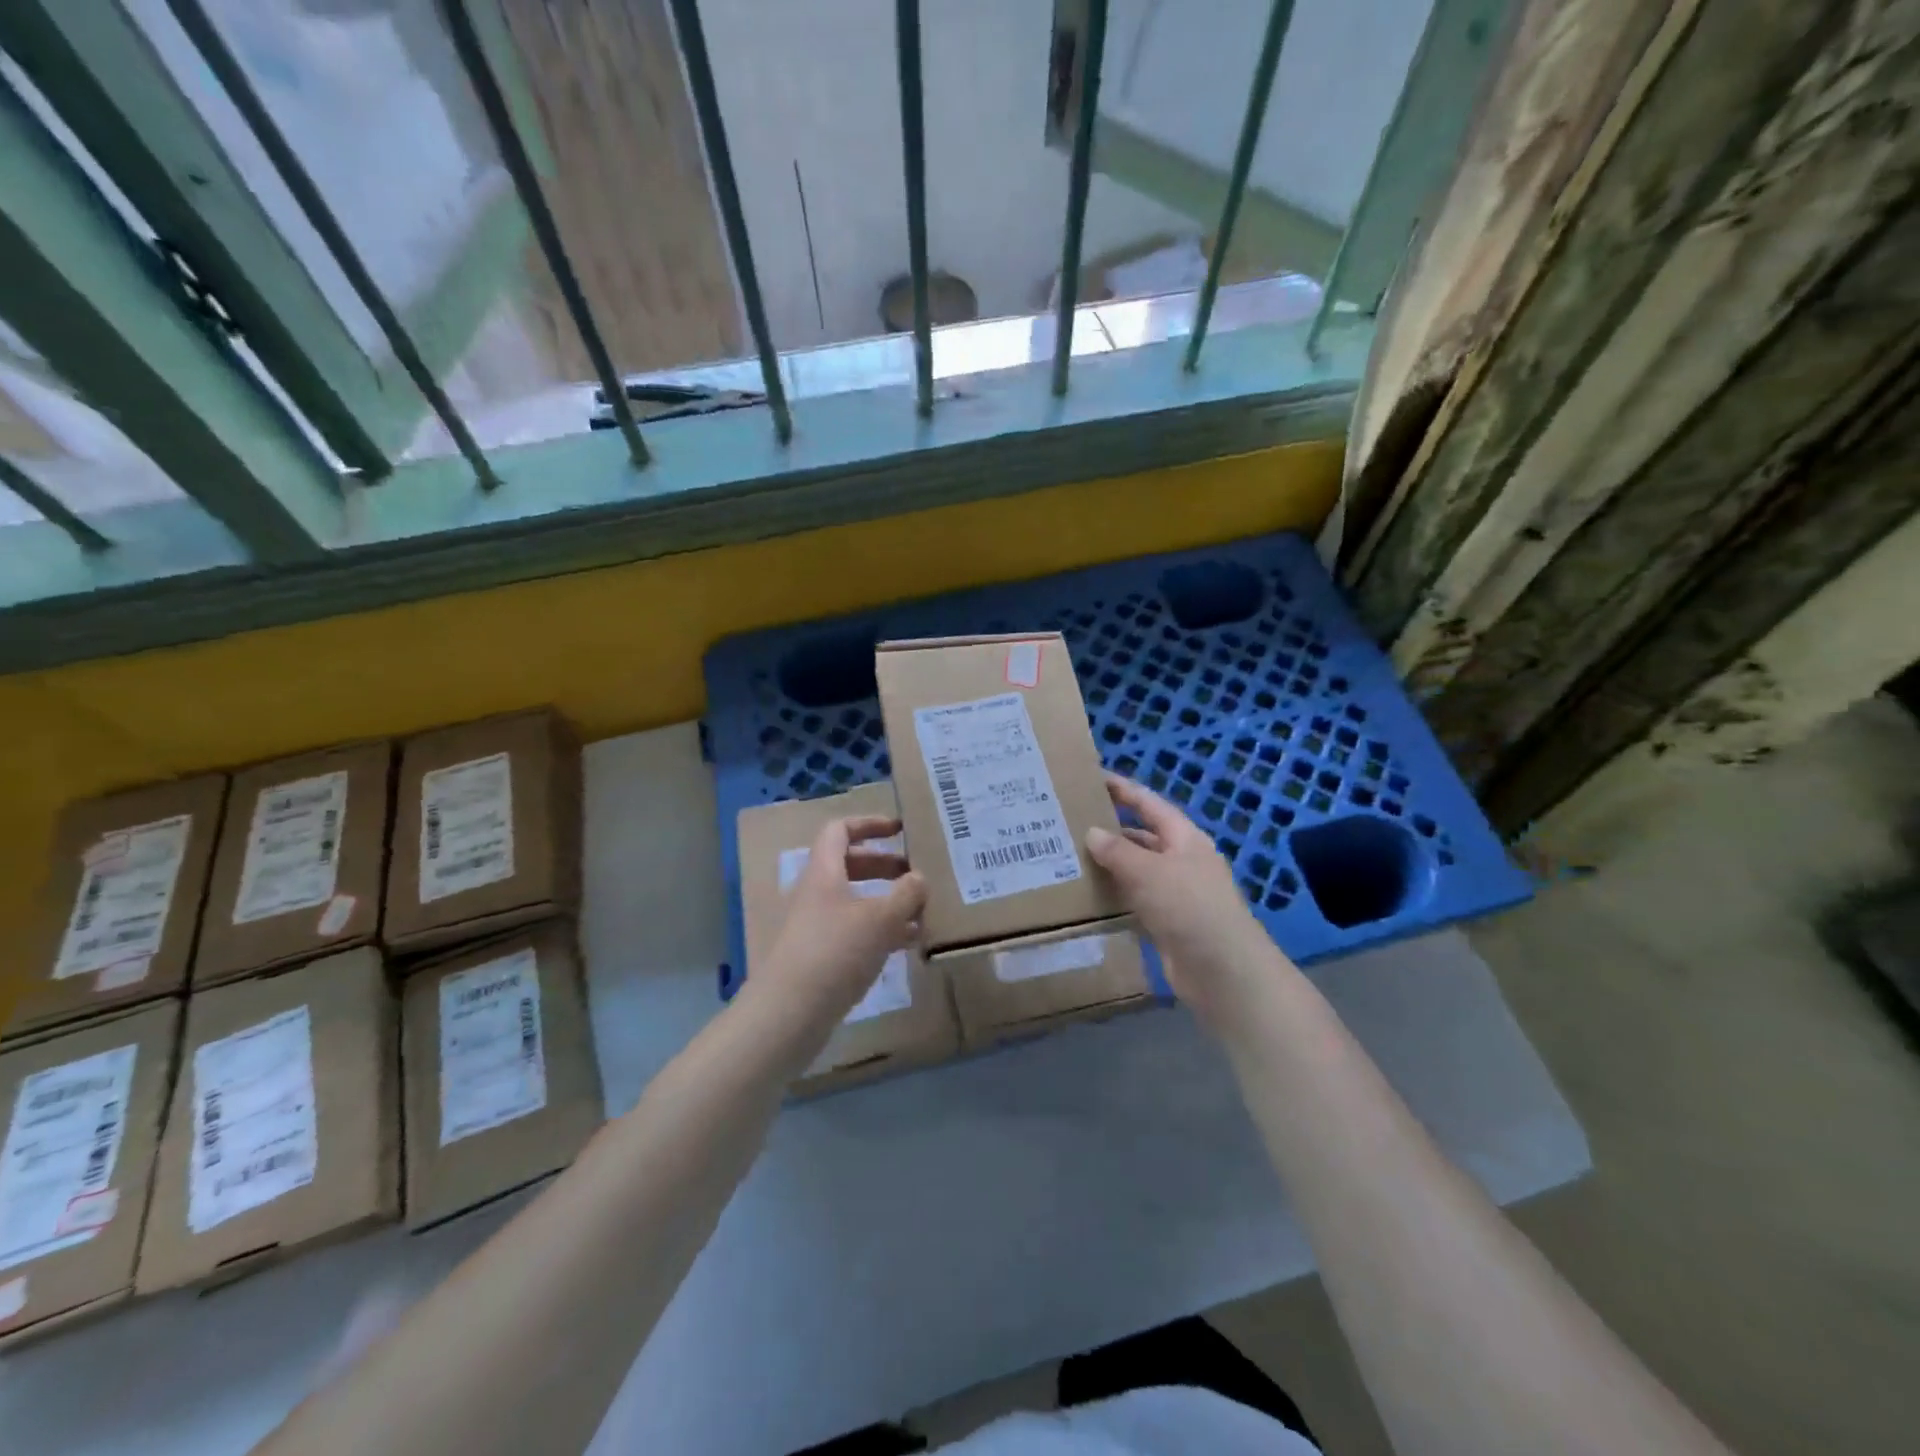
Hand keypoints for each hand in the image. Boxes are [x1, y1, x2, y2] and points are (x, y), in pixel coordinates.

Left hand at [757, 814, 926, 1021]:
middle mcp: (816, 894)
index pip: (840, 831)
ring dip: (887, 901)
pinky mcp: (821, 956)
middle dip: (885, 866)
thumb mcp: (880, 919)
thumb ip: (905, 895)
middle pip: (850, 865)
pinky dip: (881, 930)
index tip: (900, 829)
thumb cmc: (835, 953)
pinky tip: (907, 944)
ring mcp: (816, 926)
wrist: (789, 1014)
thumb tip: (919, 877)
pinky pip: (854, 931)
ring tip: (922, 912)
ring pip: (855, 901)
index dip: (869, 824)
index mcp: (824, 872)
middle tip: (917, 874)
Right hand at [1085, 773, 1290, 1028]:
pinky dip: (1115, 896)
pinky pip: (1135, 901)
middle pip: (1143, 837)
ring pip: (1137, 871)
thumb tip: (1092, 832)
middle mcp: (1182, 861)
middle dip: (1112, 829)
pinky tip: (1088, 895)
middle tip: (1071, 822)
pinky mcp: (1167, 923)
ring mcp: (1176, 894)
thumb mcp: (1149, 871)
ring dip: (1110, 865)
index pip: (1150, 804)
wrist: (1223, 971)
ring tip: (1070, 856)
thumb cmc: (1189, 908)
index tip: (1094, 778)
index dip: (1124, 790)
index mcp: (1185, 839)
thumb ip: (1118, 851)